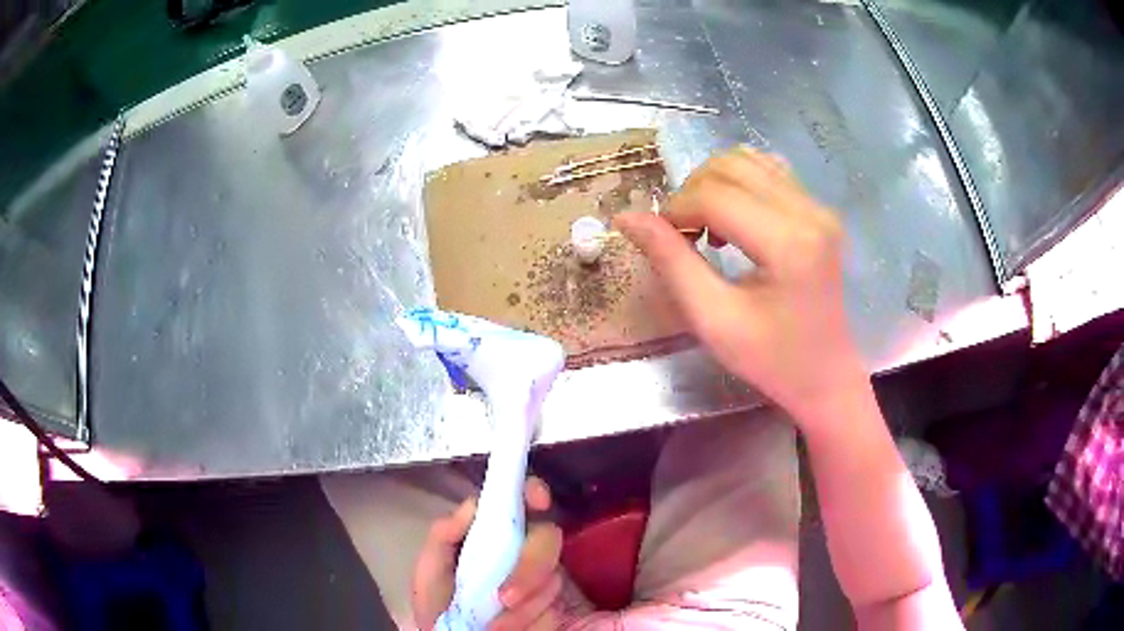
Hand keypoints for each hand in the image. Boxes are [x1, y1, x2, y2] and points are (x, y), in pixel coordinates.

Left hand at [412, 477, 565, 630]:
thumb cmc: (437, 599)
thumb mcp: (431, 567)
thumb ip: (444, 534)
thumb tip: (474, 504)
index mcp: (493, 533)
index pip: (521, 500)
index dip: (534, 491)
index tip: (538, 501)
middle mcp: (522, 550)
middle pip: (549, 538)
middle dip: (531, 568)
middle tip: (505, 597)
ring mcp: (541, 579)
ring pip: (552, 578)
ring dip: (523, 605)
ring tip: (491, 625)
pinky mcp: (552, 607)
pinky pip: (553, 609)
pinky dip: (527, 622)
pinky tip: (504, 629)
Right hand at [615, 147, 867, 430]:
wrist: (826, 375)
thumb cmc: (771, 359)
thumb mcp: (713, 319)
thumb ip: (671, 262)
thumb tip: (627, 218)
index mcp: (788, 244)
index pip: (714, 197)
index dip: (675, 209)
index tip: (660, 238)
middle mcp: (809, 212)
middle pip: (729, 168)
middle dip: (691, 193)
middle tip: (682, 236)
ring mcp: (819, 207)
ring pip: (747, 161)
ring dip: (713, 185)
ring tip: (708, 228)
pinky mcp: (820, 210)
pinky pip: (769, 171)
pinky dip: (738, 183)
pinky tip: (733, 217)